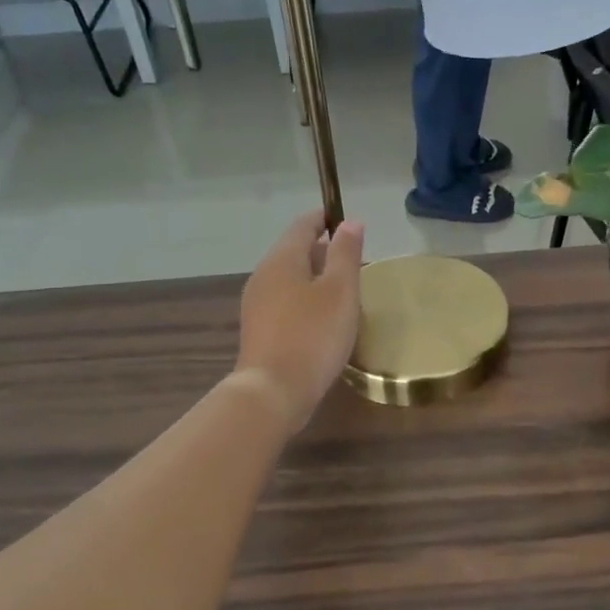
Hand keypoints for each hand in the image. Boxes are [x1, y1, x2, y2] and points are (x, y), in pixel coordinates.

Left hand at [234, 213, 364, 431]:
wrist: (273, 391)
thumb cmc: (313, 336)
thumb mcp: (340, 292)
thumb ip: (346, 254)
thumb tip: (350, 222)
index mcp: (282, 259)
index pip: (303, 225)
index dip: (325, 218)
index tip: (346, 220)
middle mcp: (263, 275)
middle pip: (294, 251)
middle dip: (322, 250)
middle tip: (352, 259)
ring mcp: (256, 304)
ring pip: (289, 278)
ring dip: (314, 277)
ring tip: (342, 289)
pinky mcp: (259, 330)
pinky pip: (284, 302)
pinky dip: (304, 299)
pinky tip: (322, 318)